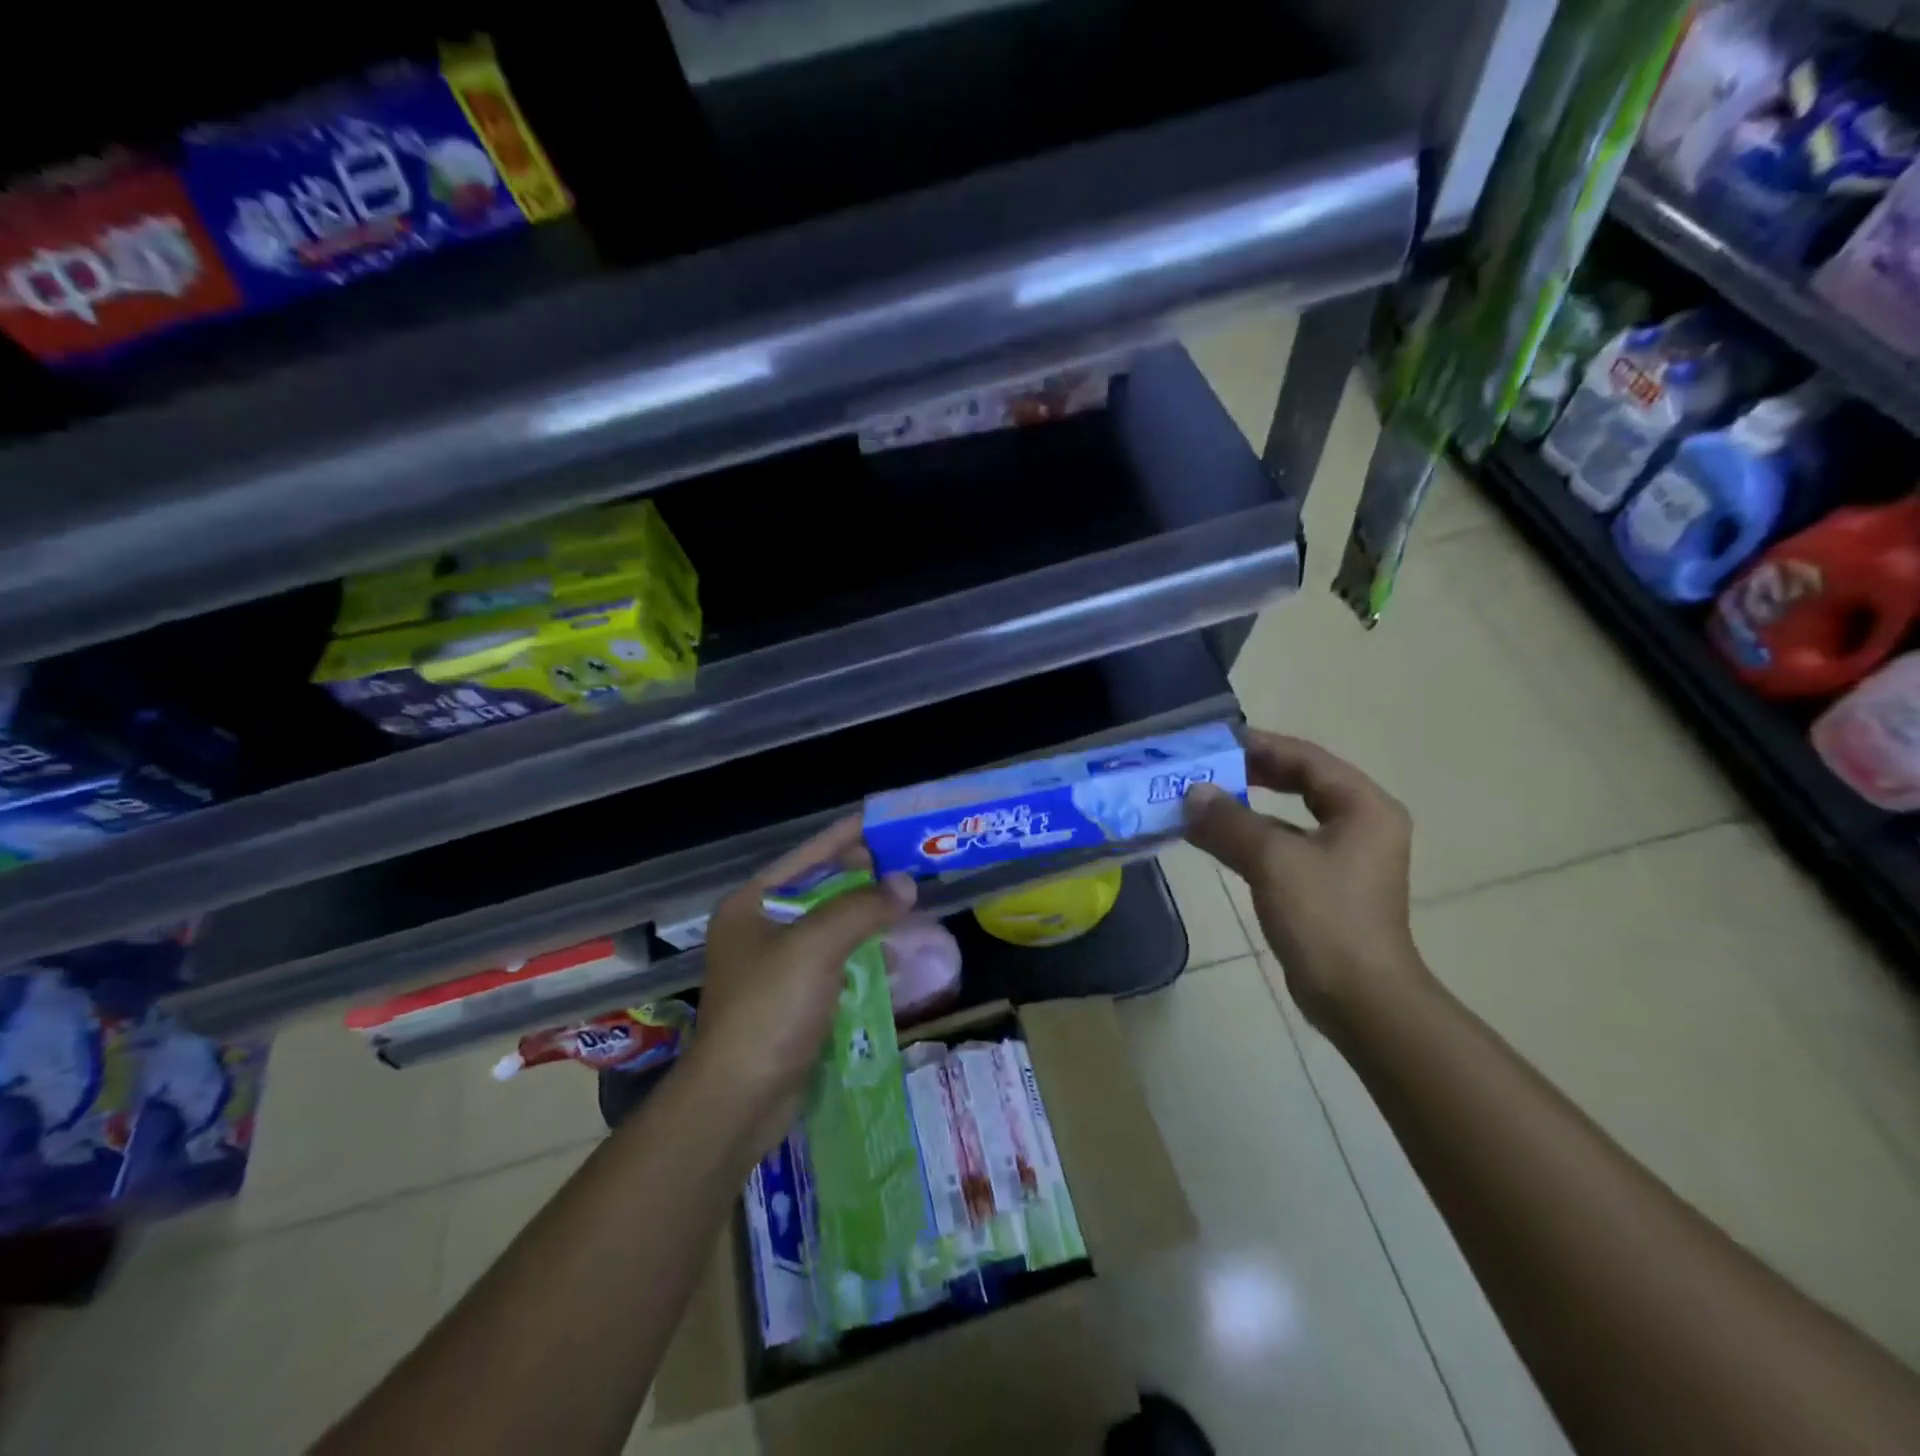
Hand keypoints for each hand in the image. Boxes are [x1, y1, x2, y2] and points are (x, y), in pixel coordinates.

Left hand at [688, 817, 915, 1154]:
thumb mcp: (816, 946)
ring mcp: (774, 968)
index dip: (845, 836)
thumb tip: (905, 883)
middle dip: (863, 879)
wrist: (738, 1100)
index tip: (882, 821)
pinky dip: (862, 955)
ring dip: (867, 918)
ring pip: (830, 929)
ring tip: (909, 904)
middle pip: (819, 891)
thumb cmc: (769, 1009)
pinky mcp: (792, 1002)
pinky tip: (894, 954)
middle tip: (907, 864)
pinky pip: (834, 964)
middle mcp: (759, 930)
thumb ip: (862, 908)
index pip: (806, 856)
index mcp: (751, 905)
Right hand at [1183, 730, 1425, 1035]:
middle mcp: (1359, 824)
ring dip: (1244, 808)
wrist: (1360, 999)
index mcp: (1363, 807)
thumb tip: (1192, 794)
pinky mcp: (1323, 886)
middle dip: (1250, 773)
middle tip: (1204, 766)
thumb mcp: (1274, 861)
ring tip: (1198, 799)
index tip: (1215, 741)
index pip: (1307, 759)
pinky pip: (1281, 847)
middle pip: (1300, 783)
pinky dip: (1248, 839)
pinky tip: (1212, 839)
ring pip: (1286, 817)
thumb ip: (1230, 821)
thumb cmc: (1327, 919)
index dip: (1260, 745)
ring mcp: (1342, 857)